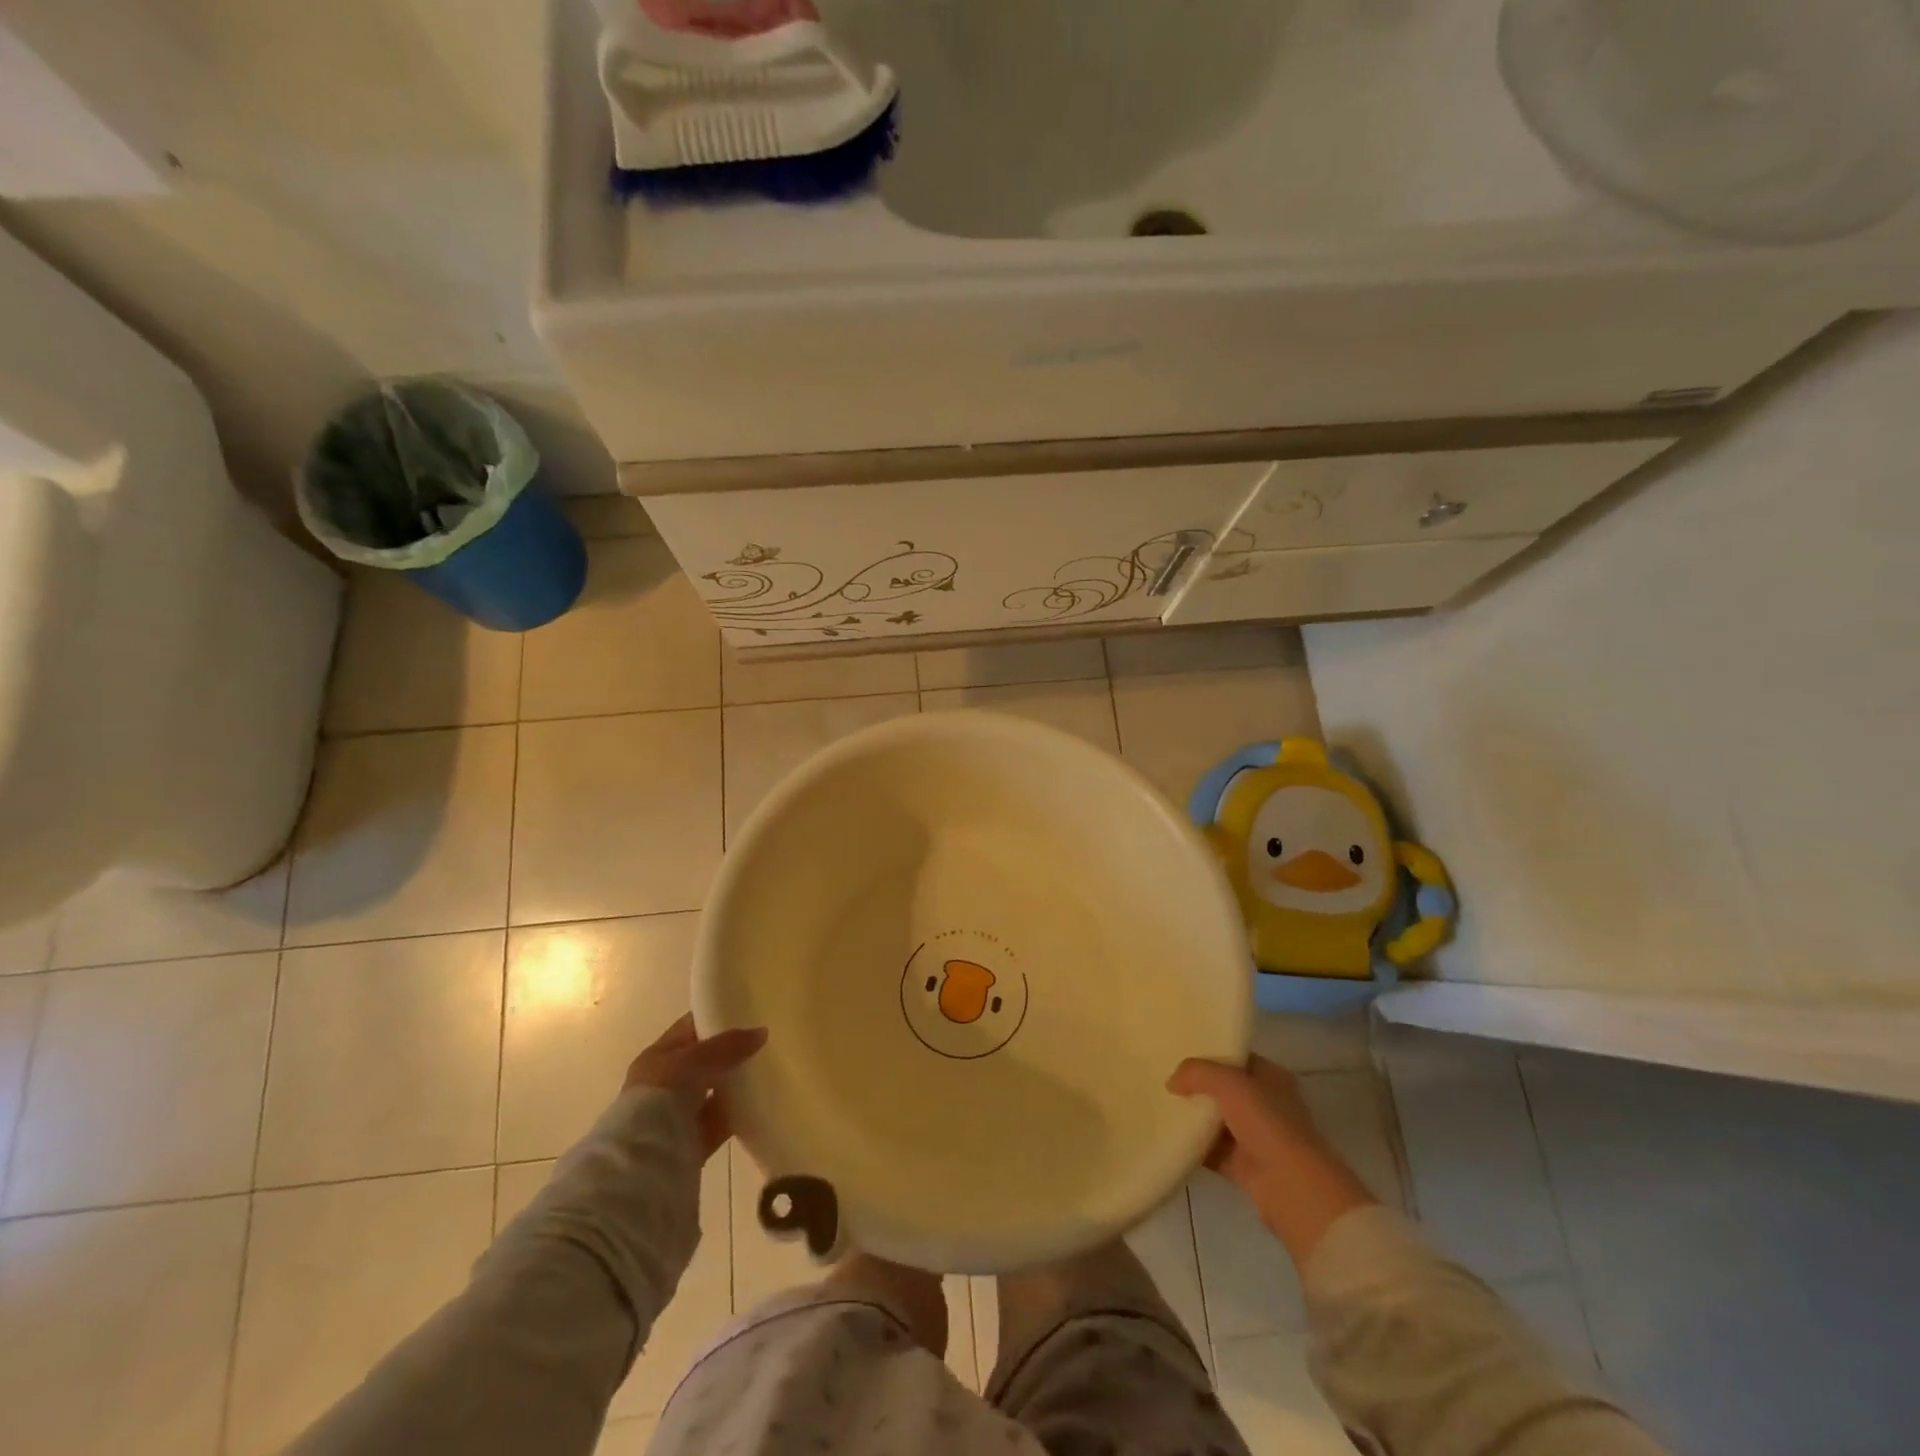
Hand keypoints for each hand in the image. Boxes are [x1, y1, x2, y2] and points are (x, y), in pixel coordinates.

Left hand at [625, 1013, 767, 1159]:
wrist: (644, 1161)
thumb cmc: (660, 1097)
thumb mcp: (693, 1060)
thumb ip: (727, 1046)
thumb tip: (762, 1032)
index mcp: (658, 1057)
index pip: (690, 1029)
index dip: (715, 1018)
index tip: (747, 1012)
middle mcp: (666, 1084)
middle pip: (704, 1061)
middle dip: (730, 1052)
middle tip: (764, 1041)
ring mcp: (679, 1114)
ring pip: (714, 1091)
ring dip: (736, 1083)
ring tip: (769, 1068)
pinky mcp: (694, 1141)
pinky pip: (721, 1120)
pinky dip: (739, 1112)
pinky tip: (762, 1101)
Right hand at [1168, 1055, 1376, 1267]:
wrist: (1292, 1188)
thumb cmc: (1268, 1124)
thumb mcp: (1229, 1083)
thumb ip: (1197, 1073)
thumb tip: (1171, 1081)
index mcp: (1271, 1078)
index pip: (1236, 1059)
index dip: (1210, 1054)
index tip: (1179, 1052)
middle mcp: (1267, 1105)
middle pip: (1224, 1090)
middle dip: (1197, 1087)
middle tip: (1165, 1080)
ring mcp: (1257, 1138)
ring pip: (1217, 1121)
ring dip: (1194, 1118)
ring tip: (1160, 1106)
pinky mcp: (1244, 1167)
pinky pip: (1213, 1151)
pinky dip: (1194, 1147)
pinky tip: (1169, 1138)